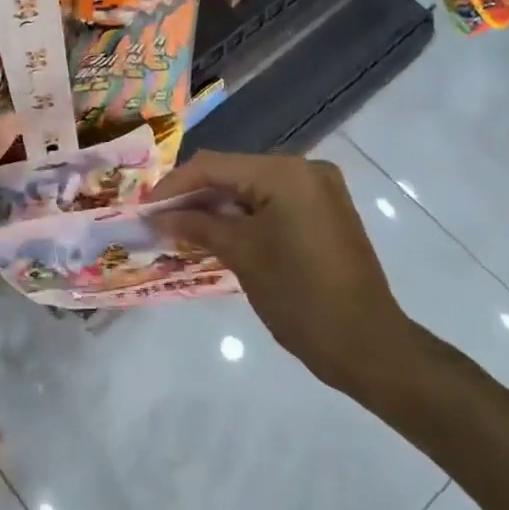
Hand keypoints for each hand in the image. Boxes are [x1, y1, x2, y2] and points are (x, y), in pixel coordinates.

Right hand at [148, 151, 433, 396]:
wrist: (366, 344)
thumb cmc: (299, 297)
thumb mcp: (242, 256)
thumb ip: (197, 226)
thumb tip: (157, 217)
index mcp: (286, 173)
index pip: (214, 166)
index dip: (173, 186)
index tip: (142, 210)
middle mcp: (305, 170)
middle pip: (233, 172)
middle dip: (193, 196)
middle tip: (157, 221)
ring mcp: (318, 191)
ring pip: (251, 188)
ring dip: (215, 207)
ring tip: (178, 230)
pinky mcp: (323, 213)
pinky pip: (271, 204)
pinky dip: (242, 217)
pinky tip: (214, 235)